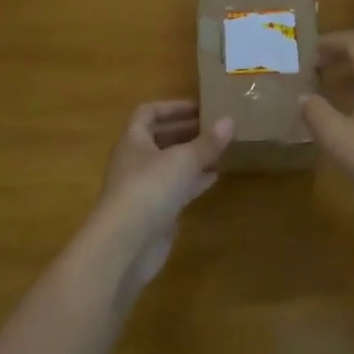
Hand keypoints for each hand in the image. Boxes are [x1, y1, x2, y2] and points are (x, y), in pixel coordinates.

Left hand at [93, 101, 232, 286]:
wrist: (124, 246)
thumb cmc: (149, 189)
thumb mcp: (183, 160)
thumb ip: (207, 142)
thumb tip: (229, 121)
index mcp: (133, 140)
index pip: (148, 113)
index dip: (172, 107)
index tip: (199, 108)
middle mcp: (135, 161)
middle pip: (160, 139)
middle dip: (186, 132)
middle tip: (214, 128)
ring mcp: (143, 189)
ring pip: (170, 165)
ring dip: (192, 157)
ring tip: (220, 150)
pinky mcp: (154, 213)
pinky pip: (176, 189)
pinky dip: (193, 181)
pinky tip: (214, 177)